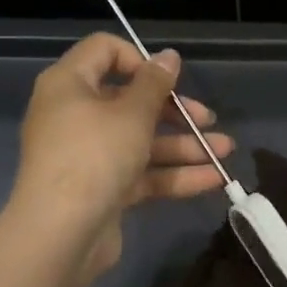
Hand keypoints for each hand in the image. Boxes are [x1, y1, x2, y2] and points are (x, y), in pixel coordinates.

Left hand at [13, 34, 233, 277]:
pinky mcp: (101, 189)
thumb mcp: (132, 113)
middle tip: (207, 118)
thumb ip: (154, 83)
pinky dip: (172, 174)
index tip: (168, 79)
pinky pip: (140, 173)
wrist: (61, 234)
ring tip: (225, 150)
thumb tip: (167, 56)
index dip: (139, 59)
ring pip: (140, 141)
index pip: (104, 51)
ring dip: (183, 145)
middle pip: (129, 100)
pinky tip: (213, 179)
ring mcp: (87, 155)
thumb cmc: (94, 155)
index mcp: (69, 84)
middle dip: (174, 110)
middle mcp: (74, 115)